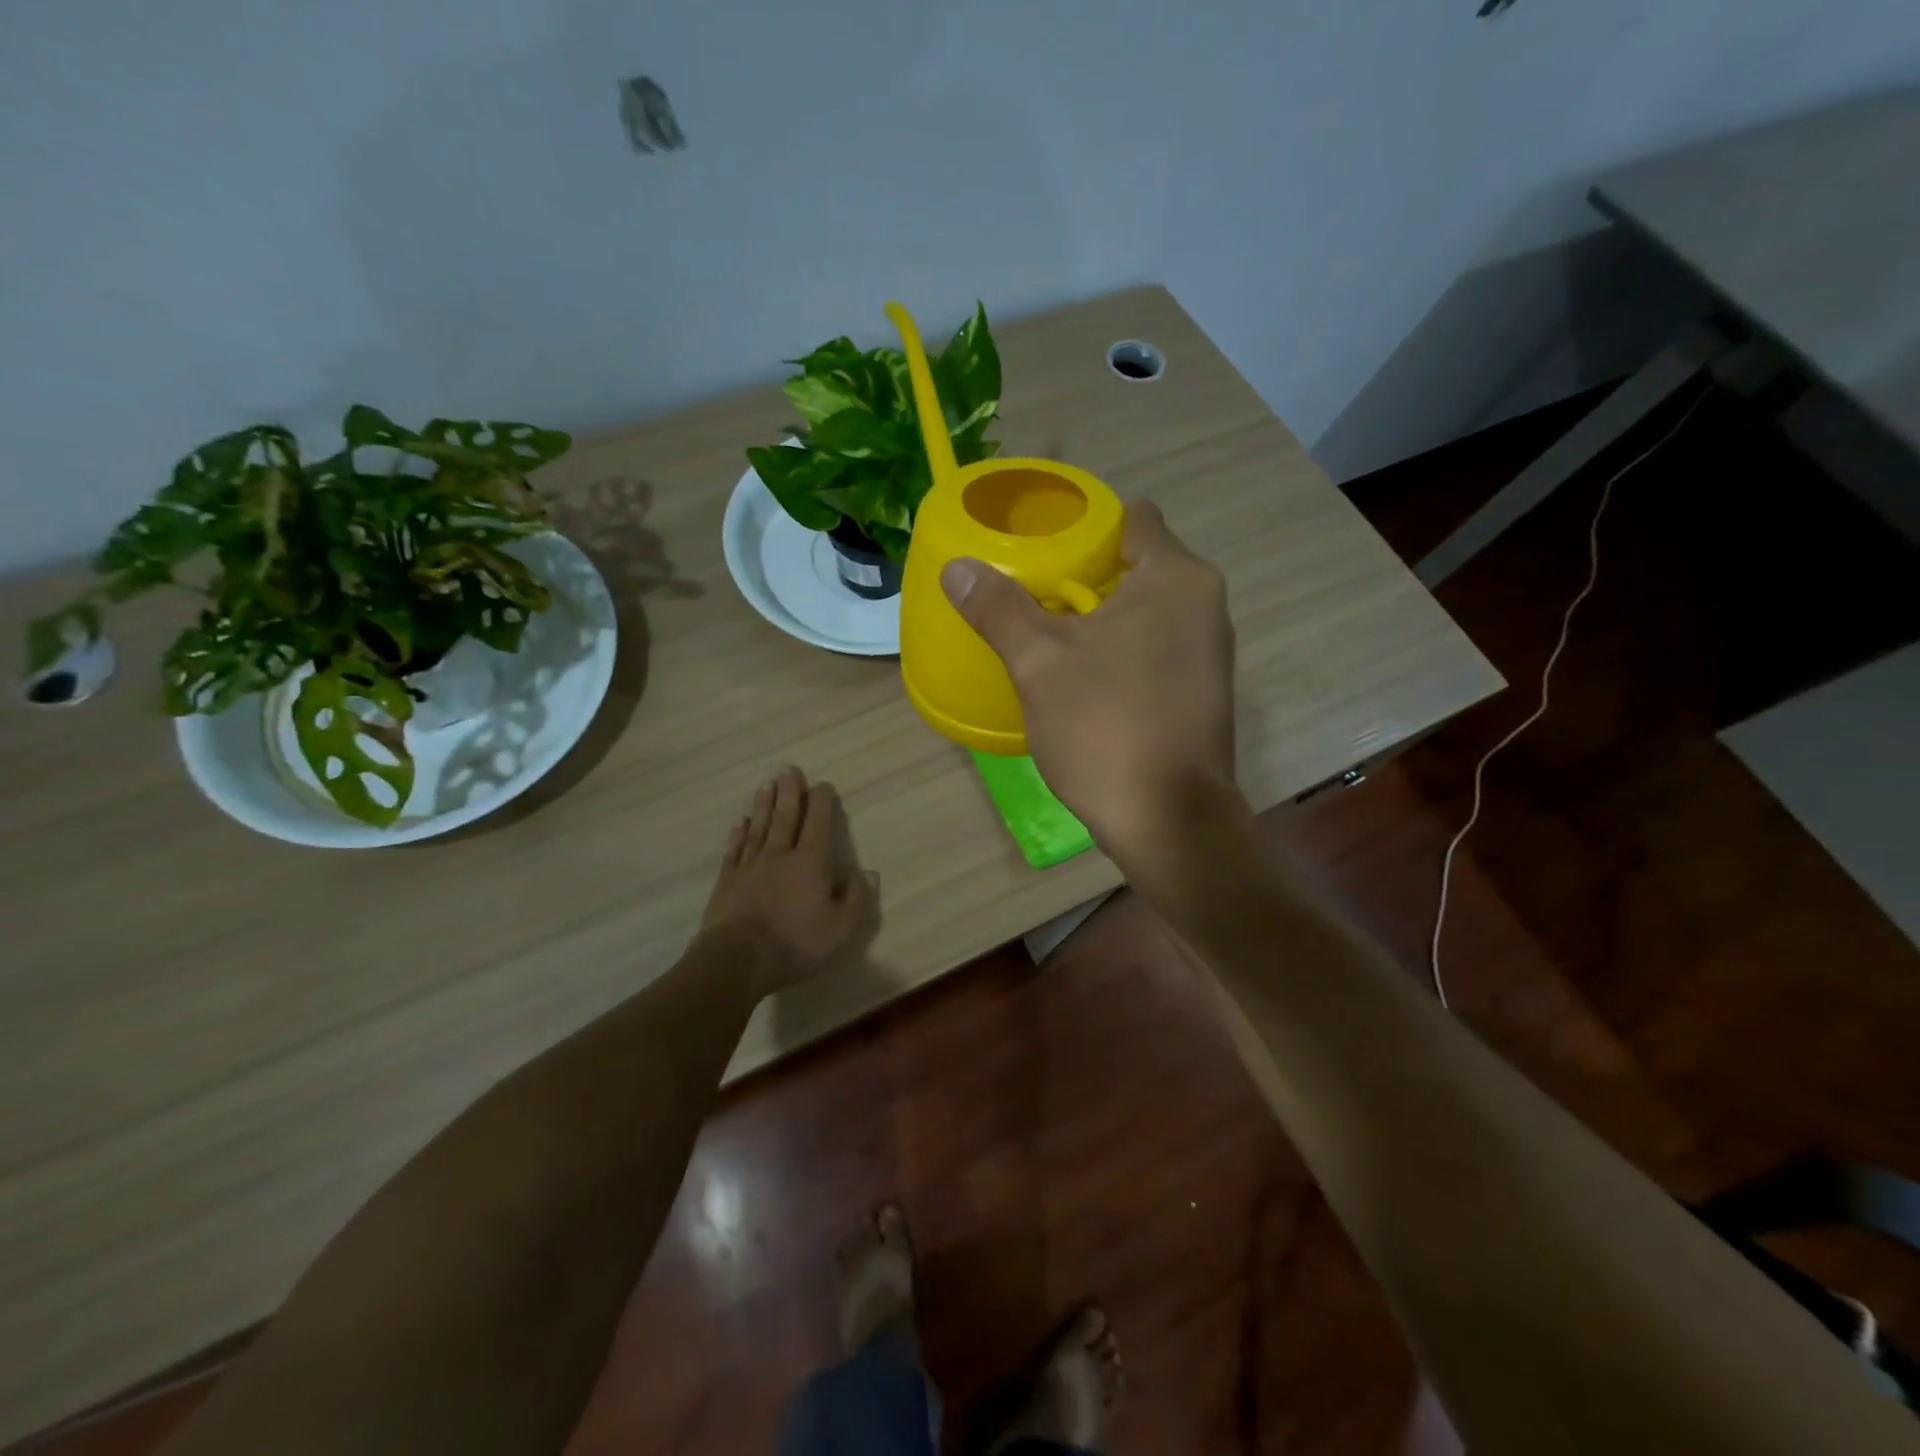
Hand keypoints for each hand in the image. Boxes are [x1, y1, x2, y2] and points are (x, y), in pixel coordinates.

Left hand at [700, 766, 880, 997]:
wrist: (736, 961)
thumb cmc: (795, 944)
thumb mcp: (841, 929)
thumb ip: (857, 898)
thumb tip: (868, 872)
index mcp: (811, 862)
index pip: (819, 823)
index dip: (822, 802)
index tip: (822, 784)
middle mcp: (780, 855)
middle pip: (786, 817)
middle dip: (790, 792)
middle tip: (789, 769)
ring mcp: (750, 866)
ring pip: (759, 827)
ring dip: (764, 805)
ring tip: (767, 785)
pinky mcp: (727, 881)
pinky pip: (735, 850)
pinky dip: (739, 834)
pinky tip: (740, 823)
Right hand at [940, 501, 1241, 865]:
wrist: (1169, 821)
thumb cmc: (1106, 727)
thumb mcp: (1040, 662)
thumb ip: (999, 608)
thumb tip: (957, 567)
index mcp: (1176, 578)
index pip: (1133, 518)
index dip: (1084, 525)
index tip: (1040, 545)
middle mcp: (1204, 604)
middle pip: (1136, 565)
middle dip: (1083, 574)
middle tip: (1028, 591)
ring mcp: (1208, 651)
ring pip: (1144, 611)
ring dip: (1098, 616)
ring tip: (1045, 632)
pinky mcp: (1201, 691)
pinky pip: (1153, 647)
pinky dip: (1118, 650)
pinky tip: (1079, 676)